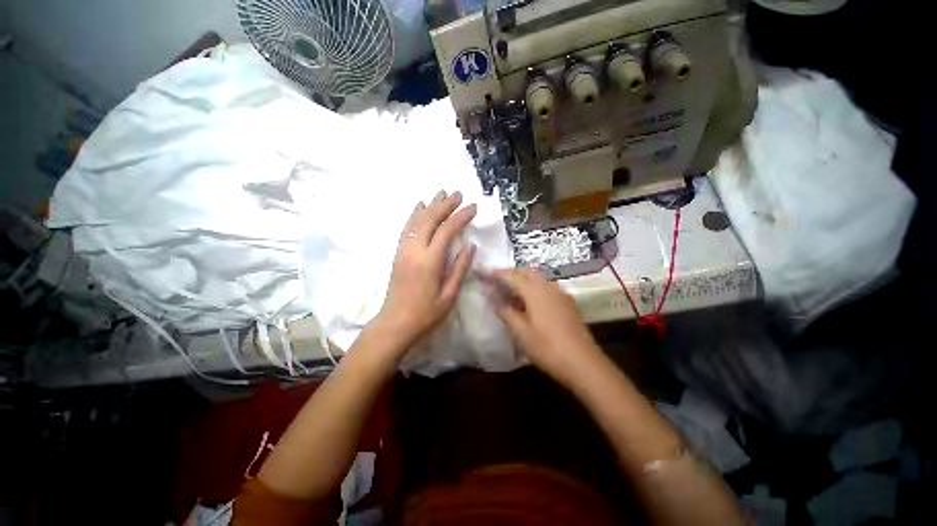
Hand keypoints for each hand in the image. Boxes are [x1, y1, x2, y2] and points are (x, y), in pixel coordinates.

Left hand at [376, 190, 476, 347]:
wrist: (395, 323)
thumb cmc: (426, 313)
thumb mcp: (449, 294)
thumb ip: (460, 267)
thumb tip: (471, 245)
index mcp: (430, 261)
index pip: (446, 230)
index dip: (461, 216)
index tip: (473, 207)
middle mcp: (414, 250)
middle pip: (429, 219)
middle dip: (445, 204)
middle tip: (459, 194)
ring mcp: (403, 250)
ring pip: (416, 220)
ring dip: (430, 205)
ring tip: (441, 193)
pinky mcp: (398, 253)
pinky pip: (407, 228)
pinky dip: (414, 214)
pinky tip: (420, 206)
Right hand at [490, 268, 603, 387]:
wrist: (584, 363)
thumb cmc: (548, 348)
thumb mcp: (521, 331)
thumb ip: (504, 310)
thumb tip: (489, 294)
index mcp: (535, 290)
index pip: (510, 275)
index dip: (495, 273)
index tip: (482, 273)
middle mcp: (548, 285)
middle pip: (525, 272)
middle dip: (509, 274)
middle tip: (495, 282)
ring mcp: (560, 293)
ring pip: (537, 278)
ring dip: (522, 280)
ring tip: (509, 292)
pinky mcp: (567, 302)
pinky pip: (546, 287)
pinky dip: (533, 288)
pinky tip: (529, 302)